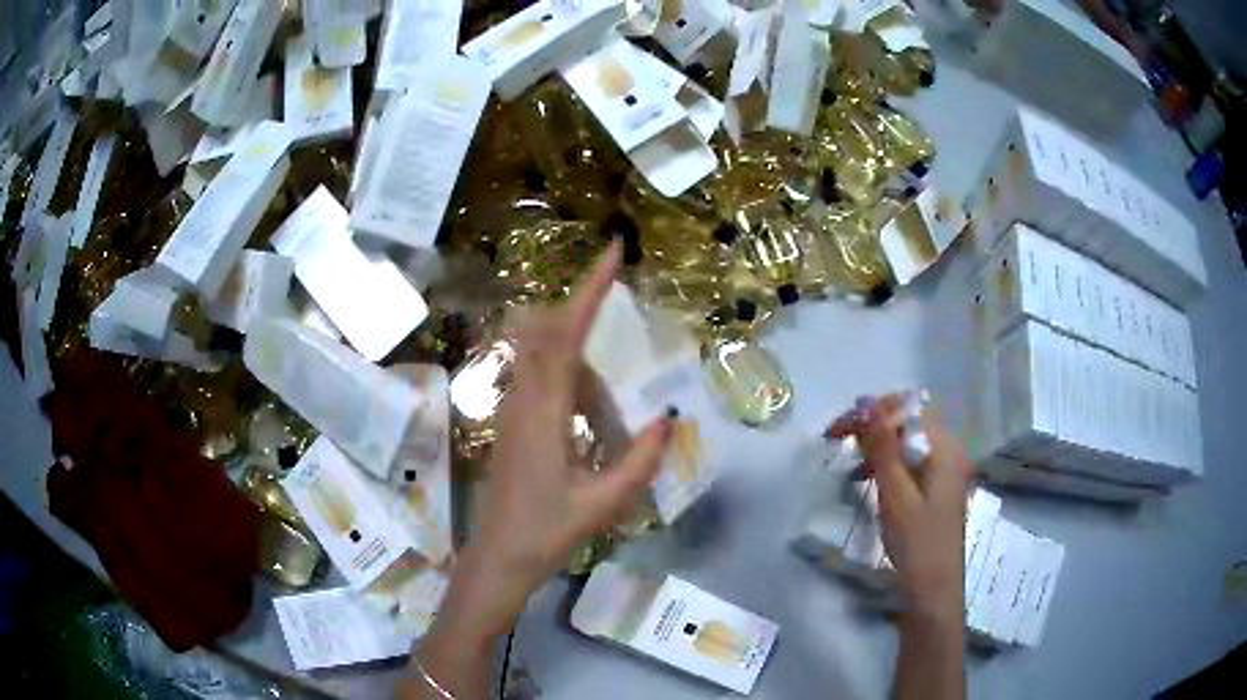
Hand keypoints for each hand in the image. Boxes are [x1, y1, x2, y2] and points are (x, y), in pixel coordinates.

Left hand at [440, 243, 673, 641]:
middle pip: (549, 331)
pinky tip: (588, 413)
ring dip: (578, 354)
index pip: (566, 334)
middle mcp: (521, 400)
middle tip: (618, 308)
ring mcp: (510, 410)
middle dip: (584, 308)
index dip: (590, 290)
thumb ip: (640, 461)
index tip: (614, 253)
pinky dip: (567, 375)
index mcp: (544, 413)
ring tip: (607, 410)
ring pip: (542, 354)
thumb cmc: (547, 535)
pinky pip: (538, 377)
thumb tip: (671, 417)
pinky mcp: (509, 423)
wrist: (497, 559)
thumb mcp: (603, 504)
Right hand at [829, 394, 969, 619]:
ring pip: (906, 442)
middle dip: (872, 426)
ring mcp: (943, 470)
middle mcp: (948, 451)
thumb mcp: (896, 495)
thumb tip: (866, 404)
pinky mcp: (934, 488)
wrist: (933, 592)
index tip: (837, 431)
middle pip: (908, 422)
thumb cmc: (917, 545)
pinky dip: (886, 464)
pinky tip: (867, 478)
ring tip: (850, 460)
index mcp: (945, 448)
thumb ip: (883, 448)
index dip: (871, 413)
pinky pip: (909, 461)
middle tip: (838, 441)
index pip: (907, 409)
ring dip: (877, 444)